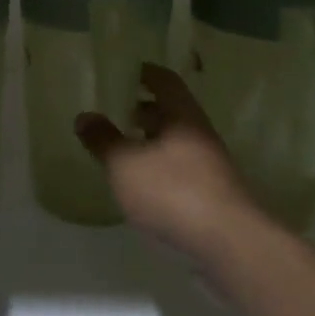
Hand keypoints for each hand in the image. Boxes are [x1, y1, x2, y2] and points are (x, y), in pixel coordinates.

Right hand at [74, 63, 259, 264]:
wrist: (230, 244)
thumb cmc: (173, 191)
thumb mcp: (125, 164)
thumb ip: (103, 139)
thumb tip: (84, 116)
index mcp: (182, 115)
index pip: (164, 81)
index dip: (144, 73)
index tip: (124, 71)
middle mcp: (199, 133)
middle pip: (172, 111)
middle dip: (145, 109)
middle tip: (116, 110)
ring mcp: (210, 165)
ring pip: (176, 141)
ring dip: (152, 140)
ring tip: (123, 148)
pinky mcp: (212, 195)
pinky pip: (181, 168)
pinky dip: (159, 166)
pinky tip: (142, 183)